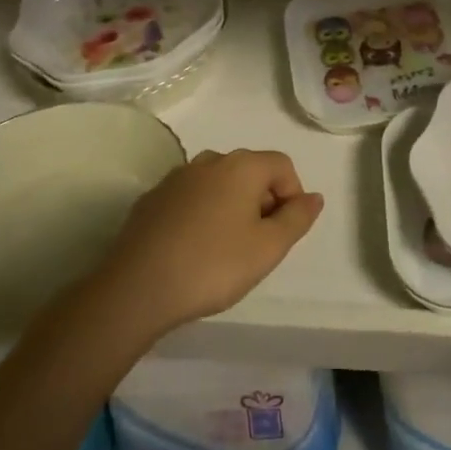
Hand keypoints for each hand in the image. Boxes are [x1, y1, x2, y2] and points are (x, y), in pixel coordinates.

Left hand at [96, 149, 323, 333]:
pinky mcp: (152, 199)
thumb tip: (313, 197)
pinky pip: (190, 198)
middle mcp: (209, 161)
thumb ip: (297, 218)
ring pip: (218, 184)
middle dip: (262, 201)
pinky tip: (193, 249)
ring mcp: (176, 178)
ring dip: (231, 207)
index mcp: (241, 166)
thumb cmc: (213, 265)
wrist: (137, 287)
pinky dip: (201, 214)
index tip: (284, 232)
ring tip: (226, 248)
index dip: (292, 195)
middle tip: (258, 244)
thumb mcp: (268, 248)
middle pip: (250, 171)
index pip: (282, 165)